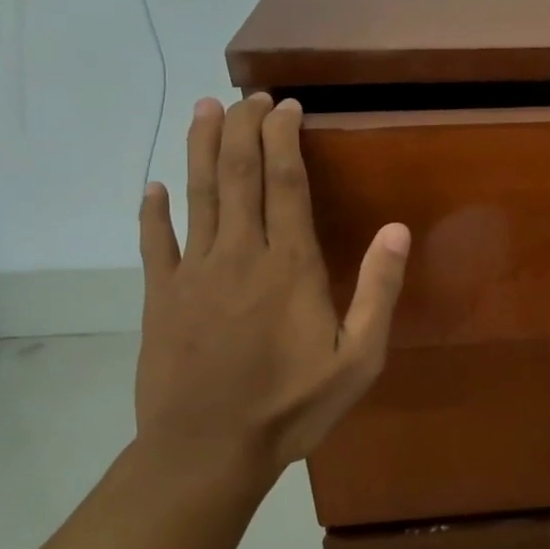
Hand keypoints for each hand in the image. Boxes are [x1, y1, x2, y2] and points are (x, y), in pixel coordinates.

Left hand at [134, 94, 408, 486]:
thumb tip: (397, 229)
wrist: (207, 451)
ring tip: (204, 109)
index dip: (284, 138)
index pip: (286, 183)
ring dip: (199, 148)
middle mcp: (240, 254)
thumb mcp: (359, 359)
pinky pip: (154, 242)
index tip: (287, 106)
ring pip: (196, 194)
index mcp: (290, 265)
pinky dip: (152, 211)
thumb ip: (378, 291)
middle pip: (237, 174)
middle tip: (248, 96)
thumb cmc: (292, 406)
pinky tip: (152, 187)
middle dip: (242, 128)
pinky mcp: (161, 296)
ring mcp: (193, 272)